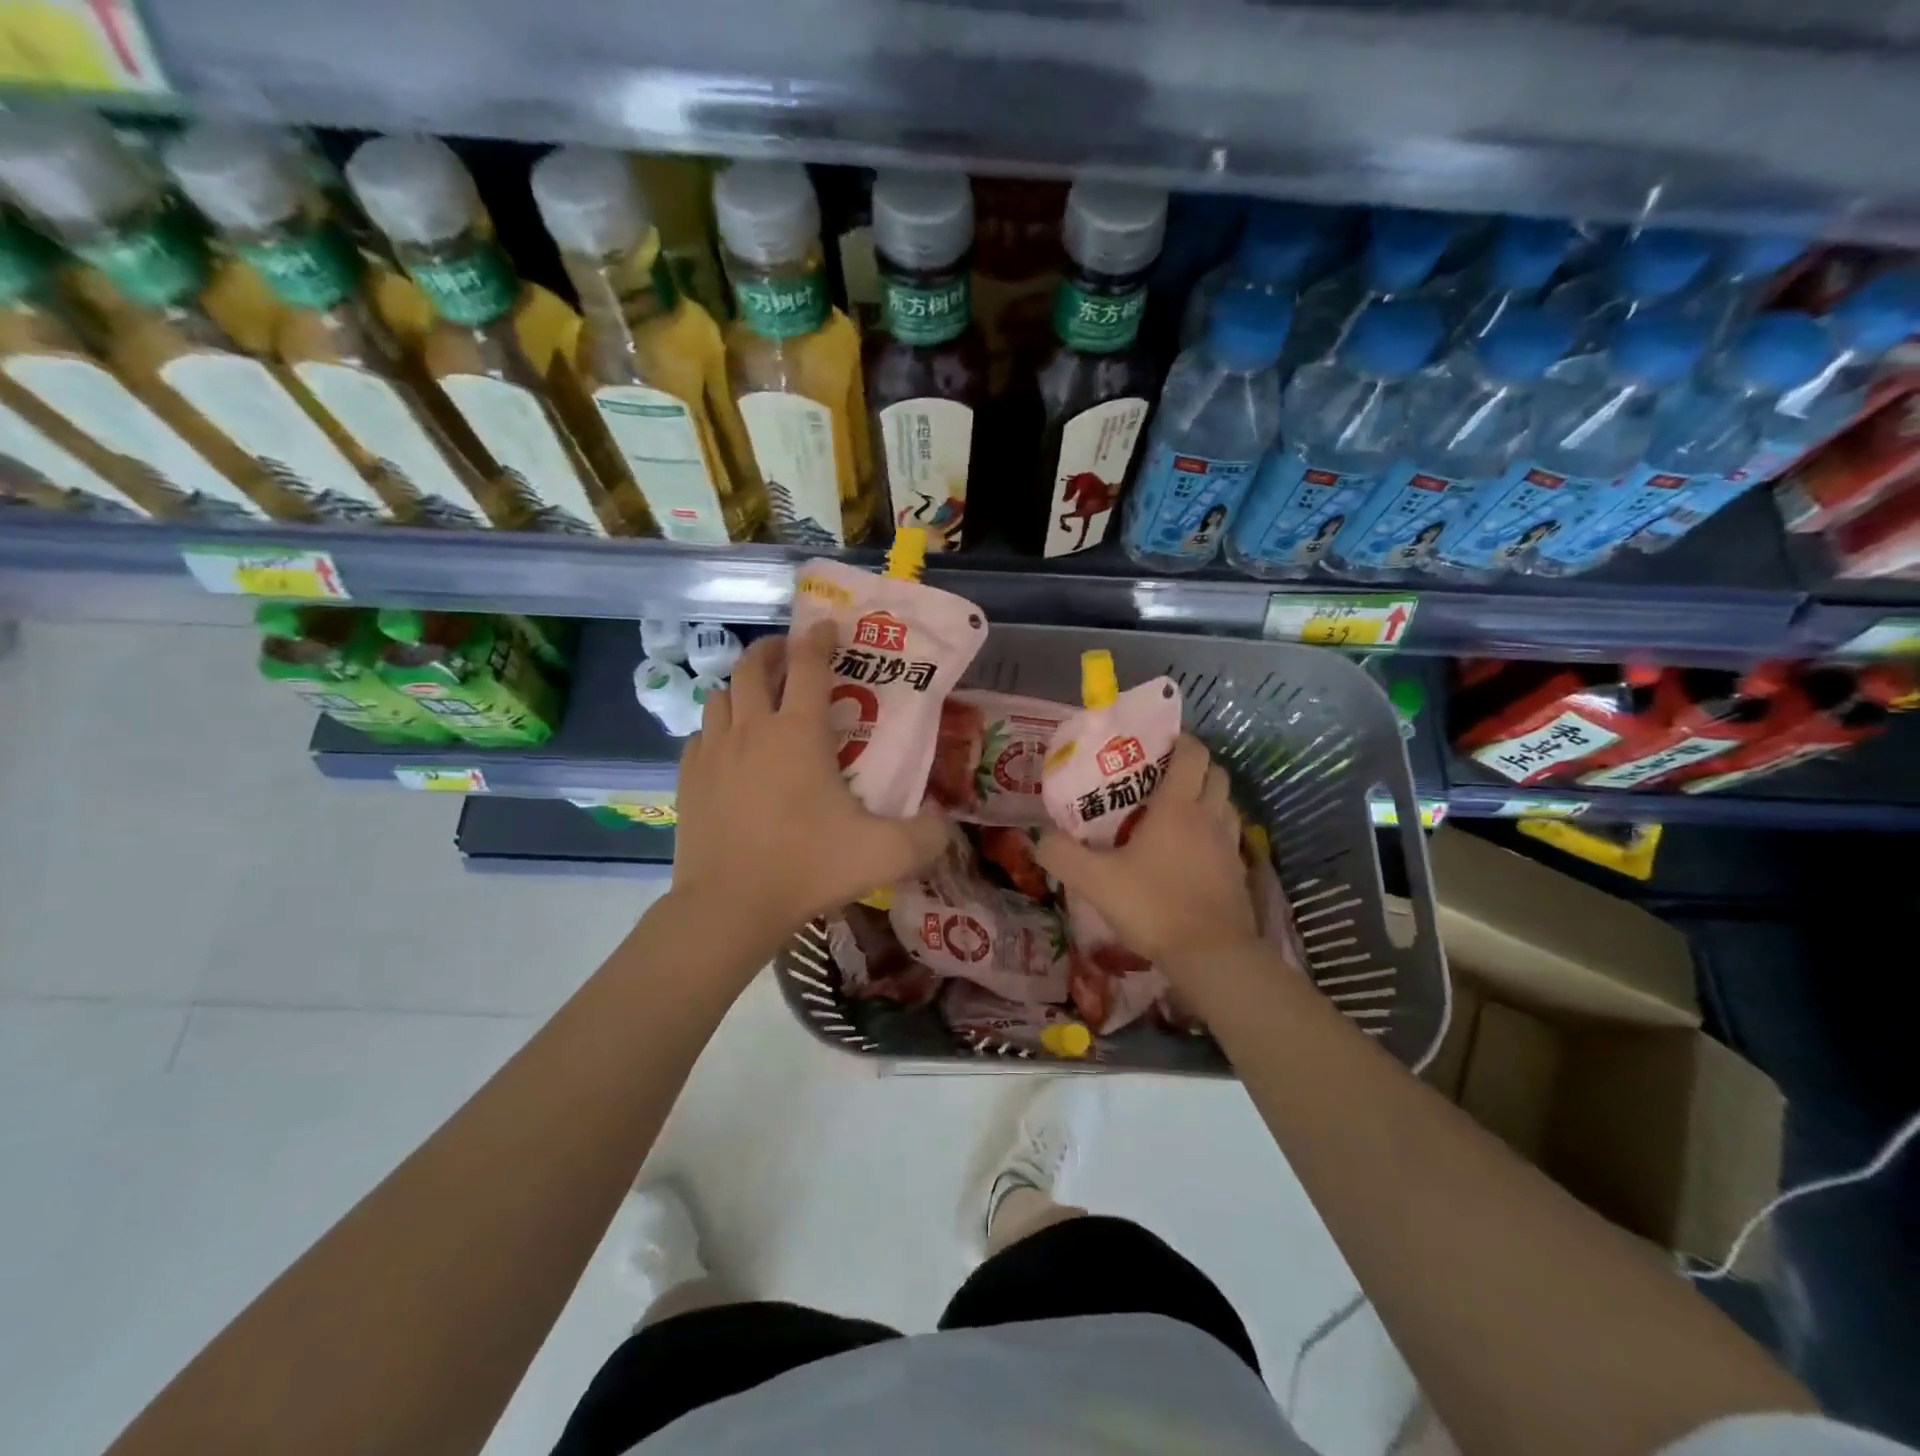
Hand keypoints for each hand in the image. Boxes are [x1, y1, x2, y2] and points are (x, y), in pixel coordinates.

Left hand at [671, 624, 948, 946]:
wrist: (730, 906)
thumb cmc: (808, 867)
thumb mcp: (884, 854)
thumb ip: (927, 836)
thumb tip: (946, 824)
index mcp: (799, 733)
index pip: (810, 665)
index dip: (819, 639)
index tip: (827, 627)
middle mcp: (753, 729)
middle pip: (753, 666)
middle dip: (772, 650)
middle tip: (788, 654)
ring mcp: (714, 752)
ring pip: (721, 696)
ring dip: (742, 687)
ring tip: (758, 698)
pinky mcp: (689, 779)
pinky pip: (701, 734)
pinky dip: (717, 727)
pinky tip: (728, 746)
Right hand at [1035, 734, 1257, 972]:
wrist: (1210, 955)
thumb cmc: (1153, 905)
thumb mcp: (1094, 880)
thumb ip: (1061, 855)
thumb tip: (1040, 838)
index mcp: (1178, 807)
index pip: (1192, 754)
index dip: (1181, 741)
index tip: (1159, 744)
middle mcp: (1210, 817)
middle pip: (1217, 774)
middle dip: (1196, 767)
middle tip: (1165, 778)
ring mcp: (1230, 846)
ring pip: (1227, 805)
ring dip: (1209, 799)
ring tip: (1179, 813)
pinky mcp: (1239, 874)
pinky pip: (1230, 838)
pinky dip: (1215, 833)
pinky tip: (1194, 854)